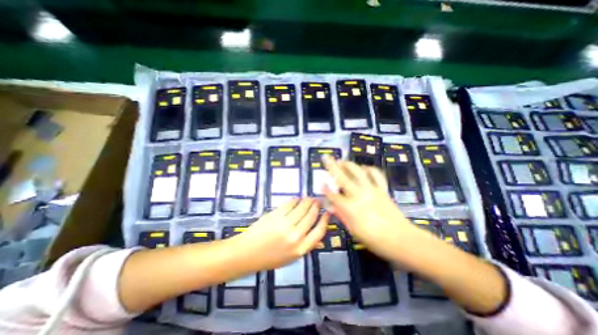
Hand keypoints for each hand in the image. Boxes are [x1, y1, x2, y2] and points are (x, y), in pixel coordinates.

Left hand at [234, 198, 328, 270]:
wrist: (247, 253)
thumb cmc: (269, 258)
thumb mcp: (291, 258)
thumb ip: (307, 247)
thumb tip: (321, 239)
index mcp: (300, 249)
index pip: (319, 231)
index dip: (325, 220)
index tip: (328, 212)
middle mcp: (295, 236)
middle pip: (311, 216)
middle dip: (316, 206)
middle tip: (318, 201)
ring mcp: (285, 224)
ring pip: (302, 207)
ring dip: (308, 201)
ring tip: (310, 198)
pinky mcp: (276, 215)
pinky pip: (290, 204)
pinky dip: (295, 200)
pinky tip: (297, 199)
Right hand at [323, 156, 418, 264]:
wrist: (402, 239)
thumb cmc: (375, 240)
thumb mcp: (354, 232)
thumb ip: (342, 216)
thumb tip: (331, 207)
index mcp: (351, 208)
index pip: (334, 195)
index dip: (326, 189)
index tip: (321, 183)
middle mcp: (359, 195)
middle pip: (343, 178)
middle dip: (332, 167)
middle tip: (326, 158)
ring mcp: (372, 190)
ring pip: (358, 172)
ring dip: (348, 165)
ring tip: (342, 161)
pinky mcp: (382, 189)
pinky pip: (376, 175)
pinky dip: (370, 169)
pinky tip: (364, 168)